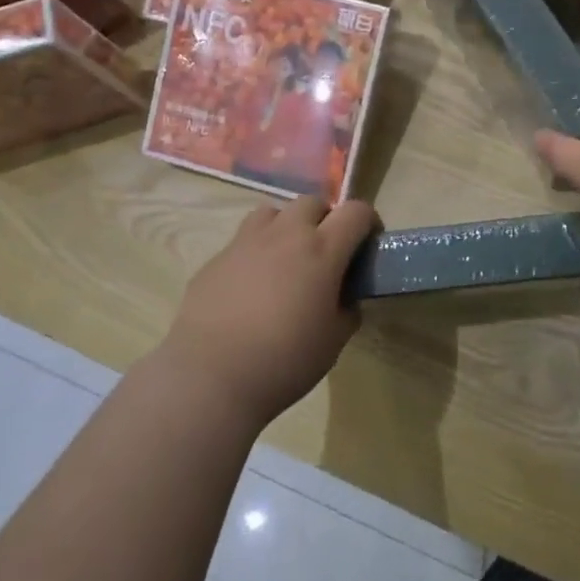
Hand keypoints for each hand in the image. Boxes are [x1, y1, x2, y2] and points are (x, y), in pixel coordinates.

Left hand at [159, 196, 376, 428]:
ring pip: (273, 213)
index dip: (368, 222)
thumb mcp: (334, 341)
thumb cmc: (285, 360)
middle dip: (325, 220)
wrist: (211, 377)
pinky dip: (256, 253)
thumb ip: (346, 309)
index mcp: (322, 250)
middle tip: (325, 253)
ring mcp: (246, 242)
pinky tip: (251, 287)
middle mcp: (285, 235)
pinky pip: (243, 241)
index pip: (356, 211)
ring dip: (287, 227)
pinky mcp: (216, 259)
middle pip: (312, 203)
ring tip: (286, 260)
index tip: (367, 244)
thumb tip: (344, 297)